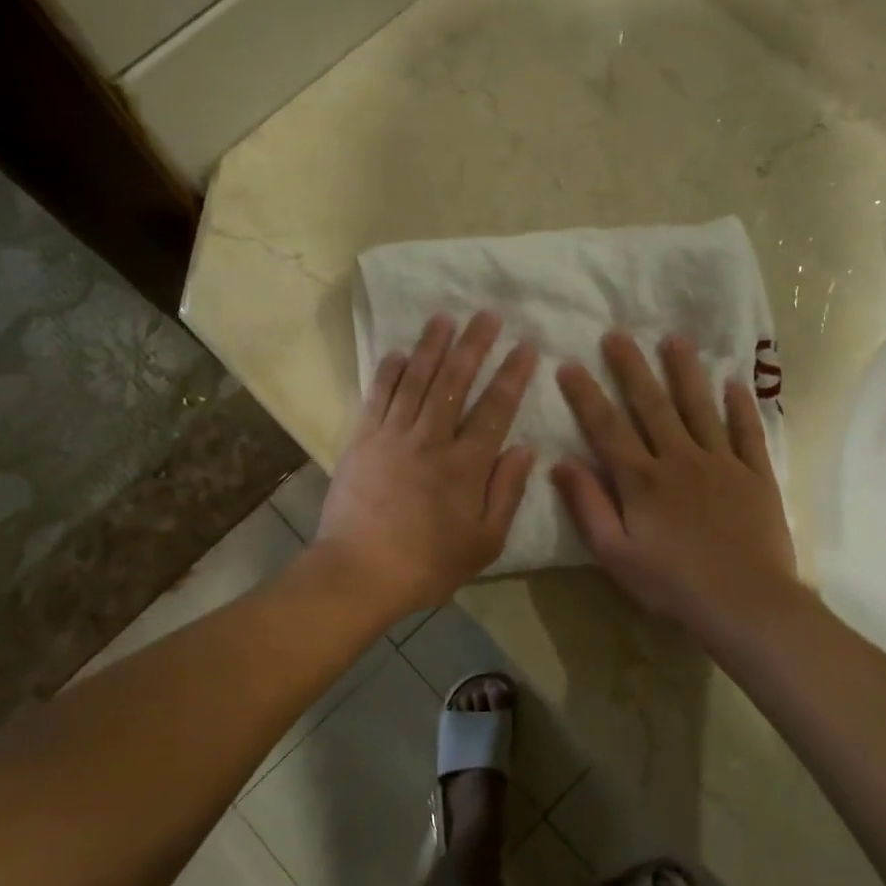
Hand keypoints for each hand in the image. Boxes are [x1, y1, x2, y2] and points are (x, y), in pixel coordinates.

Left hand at [316, 312, 537, 623]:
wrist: (360, 572)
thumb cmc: (429, 564)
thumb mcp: (486, 541)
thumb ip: (507, 492)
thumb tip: (525, 447)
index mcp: (466, 464)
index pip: (496, 408)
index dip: (512, 374)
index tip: (525, 345)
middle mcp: (432, 439)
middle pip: (455, 381)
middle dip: (474, 344)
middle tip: (487, 314)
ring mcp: (394, 435)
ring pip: (417, 380)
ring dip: (432, 346)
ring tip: (445, 317)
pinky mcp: (363, 440)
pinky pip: (378, 396)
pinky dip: (390, 372)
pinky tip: (400, 352)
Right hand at [552, 332, 796, 644]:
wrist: (746, 603)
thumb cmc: (672, 584)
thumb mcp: (615, 554)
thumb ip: (588, 506)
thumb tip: (561, 462)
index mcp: (642, 480)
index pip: (607, 428)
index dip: (586, 395)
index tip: (569, 364)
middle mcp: (680, 459)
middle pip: (652, 405)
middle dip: (632, 368)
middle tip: (618, 334)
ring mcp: (722, 463)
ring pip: (700, 407)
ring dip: (686, 372)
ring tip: (675, 339)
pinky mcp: (756, 475)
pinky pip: (748, 432)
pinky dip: (741, 406)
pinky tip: (734, 382)